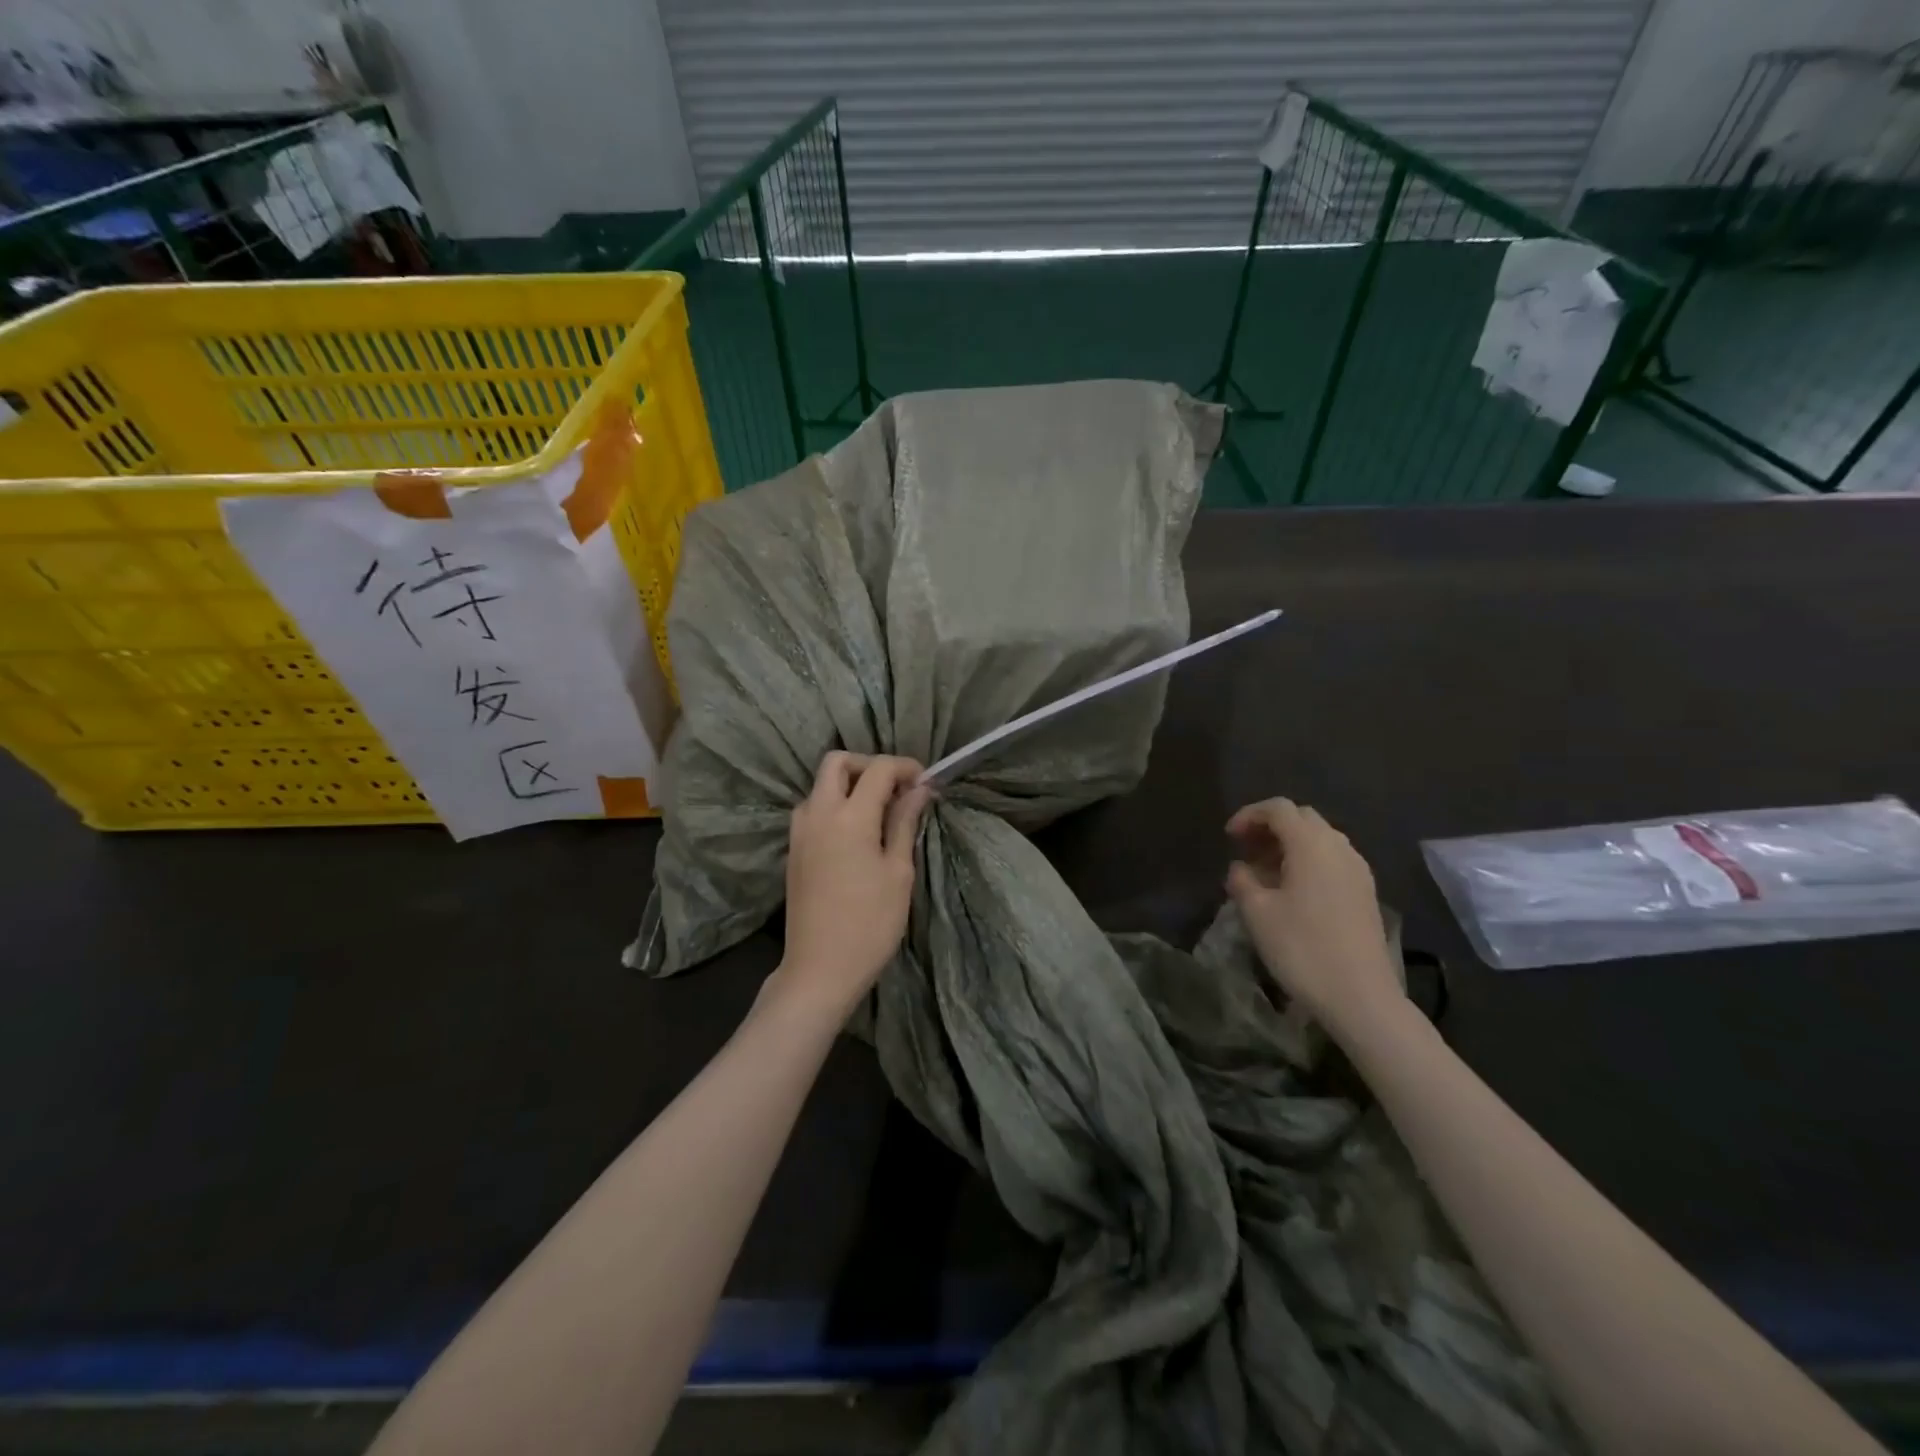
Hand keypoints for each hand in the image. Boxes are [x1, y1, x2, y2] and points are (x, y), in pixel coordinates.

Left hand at [777, 751, 930, 1017]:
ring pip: (821, 785)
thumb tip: (920, 789)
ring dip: (850, 784)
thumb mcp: (898, 872)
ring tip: (880, 812)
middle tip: (897, 790)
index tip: (926, 783)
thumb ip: (904, 822)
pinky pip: (813, 809)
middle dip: (870, 766)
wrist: (820, 969)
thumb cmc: (870, 923)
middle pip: (838, 763)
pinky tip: (857, 833)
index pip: (879, 769)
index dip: (906, 768)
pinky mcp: (793, 849)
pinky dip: (836, 805)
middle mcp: (818, 813)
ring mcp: (800, 831)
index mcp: (849, 816)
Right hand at [1226, 798, 1404, 1039]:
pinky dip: (1308, 862)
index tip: (1229, 838)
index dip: (1249, 815)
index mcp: (1311, 845)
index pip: (1278, 808)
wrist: (1361, 996)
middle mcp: (1339, 848)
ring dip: (1289, 845)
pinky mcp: (1366, 893)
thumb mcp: (1256, 913)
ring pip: (1320, 840)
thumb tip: (1241, 868)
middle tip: (1245, 850)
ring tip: (1265, 872)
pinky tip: (1292, 891)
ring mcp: (1358, 870)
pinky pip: (1332, 860)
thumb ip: (1242, 880)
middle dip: (1270, 827)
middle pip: (1302, 818)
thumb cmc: (1301, 948)